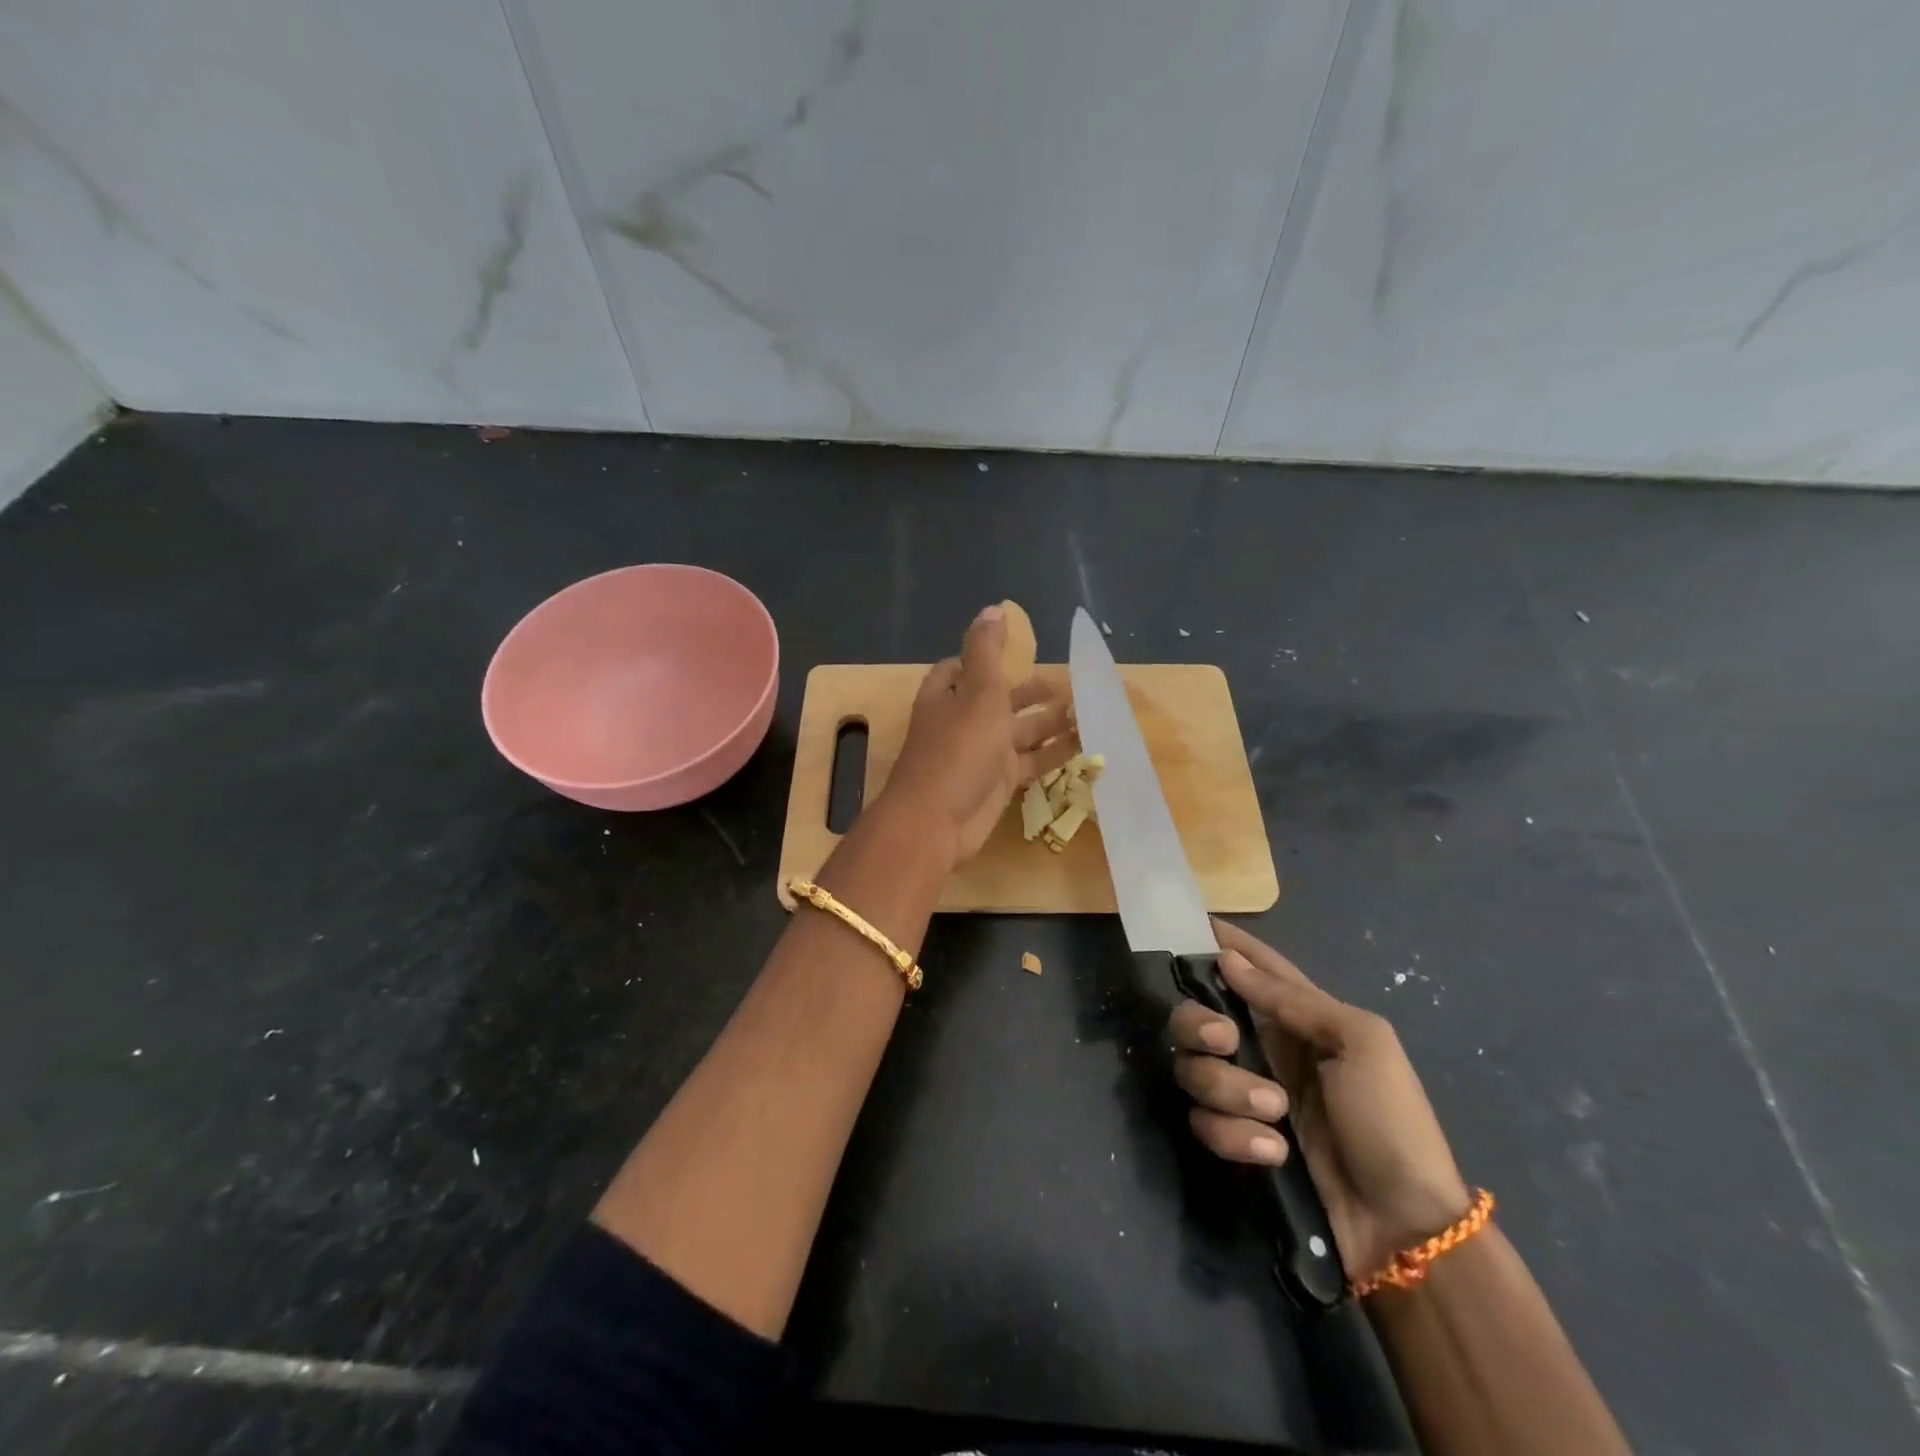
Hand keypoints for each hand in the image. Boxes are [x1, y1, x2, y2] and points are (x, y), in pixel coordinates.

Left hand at [877, 605, 1075, 865]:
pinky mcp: (997, 785)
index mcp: (948, 695)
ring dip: (1049, 722)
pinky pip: (1030, 763)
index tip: (1018, 651)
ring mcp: (980, 755)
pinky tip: (1084, 745)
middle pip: (998, 700)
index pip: (962, 668)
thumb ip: (987, 651)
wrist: (936, 821)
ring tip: (1085, 710)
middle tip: (1067, 684)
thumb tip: (993, 608)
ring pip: (1019, 732)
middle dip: (1029, 692)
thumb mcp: (978, 692)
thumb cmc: (958, 749)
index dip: (986, 658)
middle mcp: (961, 722)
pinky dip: (1054, 754)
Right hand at [1168, 921, 1471, 1280]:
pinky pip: (1205, 1122)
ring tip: (1275, 1113)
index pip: (1254, 967)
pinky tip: (1274, 1152)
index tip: (1190, 927)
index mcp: (1299, 1018)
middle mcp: (1264, 1048)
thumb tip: (1228, 960)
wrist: (1403, 1225)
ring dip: (1228, 1089)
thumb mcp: (1360, 1043)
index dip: (1224, 944)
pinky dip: (1235, 1135)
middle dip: (1199, 1024)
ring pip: (1195, 1069)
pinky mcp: (1238, 1139)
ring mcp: (1247, 1095)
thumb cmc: (1390, 1119)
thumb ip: (1292, 1000)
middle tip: (1225, 1042)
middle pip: (1198, 1016)